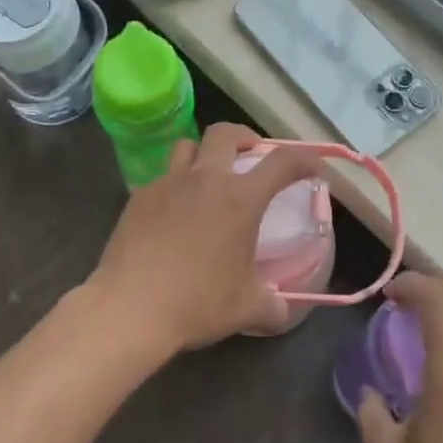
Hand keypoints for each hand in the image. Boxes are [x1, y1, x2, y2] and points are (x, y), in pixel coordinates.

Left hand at [87, 123, 322, 355]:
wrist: (131, 308)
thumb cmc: (198, 303)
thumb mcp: (247, 309)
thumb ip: (272, 304)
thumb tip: (282, 310)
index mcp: (240, 199)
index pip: (282, 162)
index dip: (304, 159)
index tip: (312, 168)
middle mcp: (205, 179)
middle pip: (226, 132)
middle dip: (244, 137)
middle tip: (251, 156)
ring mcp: (167, 183)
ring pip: (188, 145)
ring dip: (204, 153)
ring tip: (208, 176)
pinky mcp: (139, 197)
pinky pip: (162, 177)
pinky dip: (175, 185)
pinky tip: (174, 212)